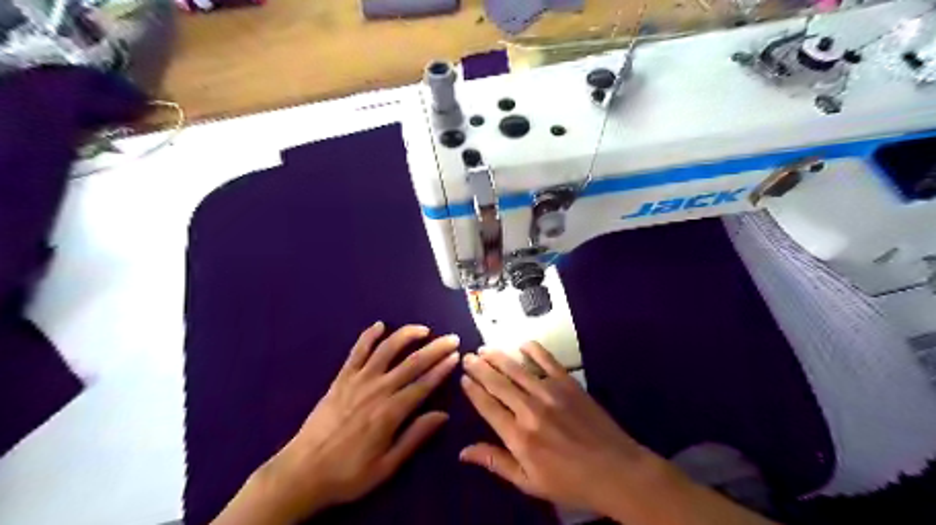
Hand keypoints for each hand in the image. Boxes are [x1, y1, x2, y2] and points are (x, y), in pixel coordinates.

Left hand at [214, 319, 458, 524]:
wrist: (303, 471)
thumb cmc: (349, 473)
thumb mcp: (387, 466)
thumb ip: (415, 437)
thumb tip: (442, 415)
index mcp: (391, 412)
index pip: (424, 384)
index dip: (442, 368)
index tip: (456, 356)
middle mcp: (378, 389)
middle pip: (412, 362)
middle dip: (435, 348)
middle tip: (451, 338)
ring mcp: (358, 380)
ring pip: (387, 349)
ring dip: (407, 335)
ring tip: (423, 329)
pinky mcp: (341, 378)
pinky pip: (357, 351)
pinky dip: (369, 336)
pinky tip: (380, 325)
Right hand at [461, 345, 775, 524]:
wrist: (616, 471)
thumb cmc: (570, 482)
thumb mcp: (529, 482)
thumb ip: (496, 462)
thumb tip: (463, 452)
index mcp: (518, 436)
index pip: (487, 406)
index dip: (473, 390)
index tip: (463, 378)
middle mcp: (530, 409)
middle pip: (498, 383)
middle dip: (480, 368)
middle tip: (467, 356)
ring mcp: (550, 393)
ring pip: (517, 369)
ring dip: (499, 356)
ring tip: (485, 348)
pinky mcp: (569, 383)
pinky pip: (547, 361)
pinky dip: (533, 350)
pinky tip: (522, 344)